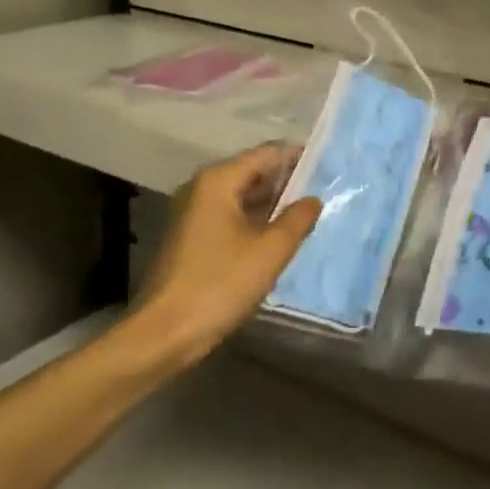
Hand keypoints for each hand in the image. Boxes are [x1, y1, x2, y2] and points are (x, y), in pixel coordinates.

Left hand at [133, 143, 323, 365]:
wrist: (162, 335)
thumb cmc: (218, 285)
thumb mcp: (270, 251)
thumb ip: (297, 219)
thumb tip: (313, 199)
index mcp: (218, 181)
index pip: (267, 153)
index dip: (298, 157)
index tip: (327, 168)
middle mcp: (202, 188)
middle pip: (253, 172)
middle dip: (286, 182)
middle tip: (321, 193)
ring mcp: (193, 213)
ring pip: (241, 197)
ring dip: (271, 205)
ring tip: (305, 216)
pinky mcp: (190, 238)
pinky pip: (230, 217)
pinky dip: (253, 222)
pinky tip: (276, 239)